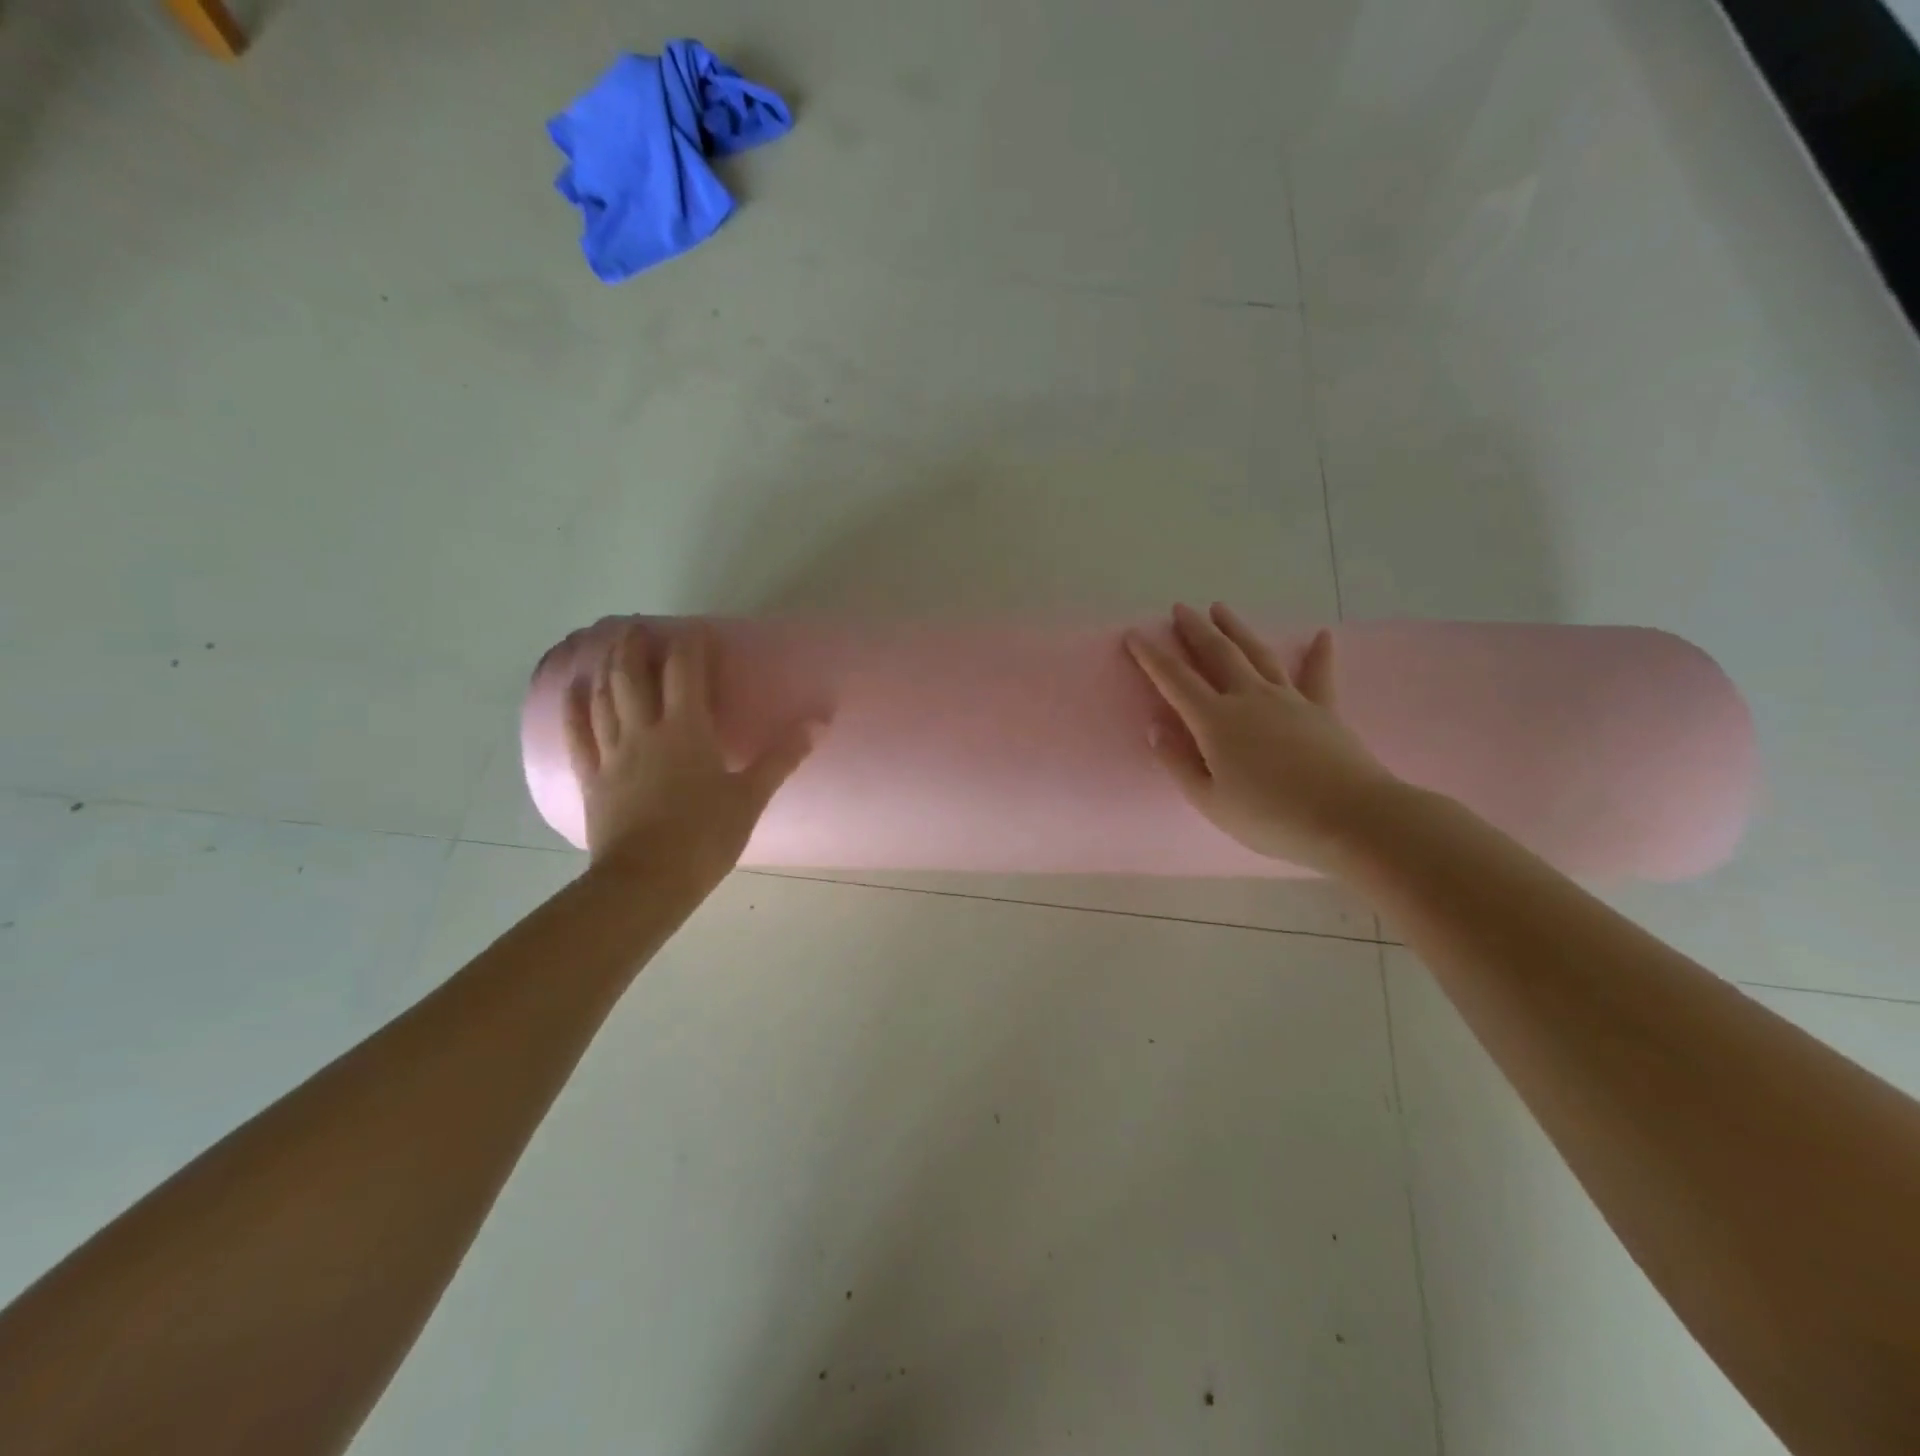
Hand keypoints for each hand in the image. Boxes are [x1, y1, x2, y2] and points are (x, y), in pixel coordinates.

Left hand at [564, 621, 820, 889]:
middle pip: (633, 676)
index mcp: (686, 730)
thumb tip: (820, 720)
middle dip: (635, 646)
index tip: (695, 630)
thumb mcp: (751, 797)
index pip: (685, 672)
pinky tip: (572, 691)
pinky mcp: (593, 779)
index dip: (689, 646)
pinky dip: (573, 709)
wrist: (647, 881)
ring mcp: (612, 754)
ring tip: (610, 648)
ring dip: (607, 668)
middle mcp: (644, 731)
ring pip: (604, 699)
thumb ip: (782, 756)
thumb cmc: (705, 837)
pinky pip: (578, 736)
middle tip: (638, 627)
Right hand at [1125, 602, 1400, 871]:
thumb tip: (1155, 727)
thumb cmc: (1271, 817)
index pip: (1175, 680)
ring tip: (1221, 608)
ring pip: (1258, 654)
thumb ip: (1179, 763)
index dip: (1151, 656)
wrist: (1350, 818)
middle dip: (1195, 630)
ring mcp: (1289, 699)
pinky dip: (1319, 654)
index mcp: (1216, 721)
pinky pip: (1317, 675)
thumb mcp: (1210, 801)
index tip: (1134, 634)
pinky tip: (1322, 635)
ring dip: (1237, 629)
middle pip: (1218, 654)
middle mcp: (1249, 698)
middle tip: (1179, 608)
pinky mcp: (1323, 709)